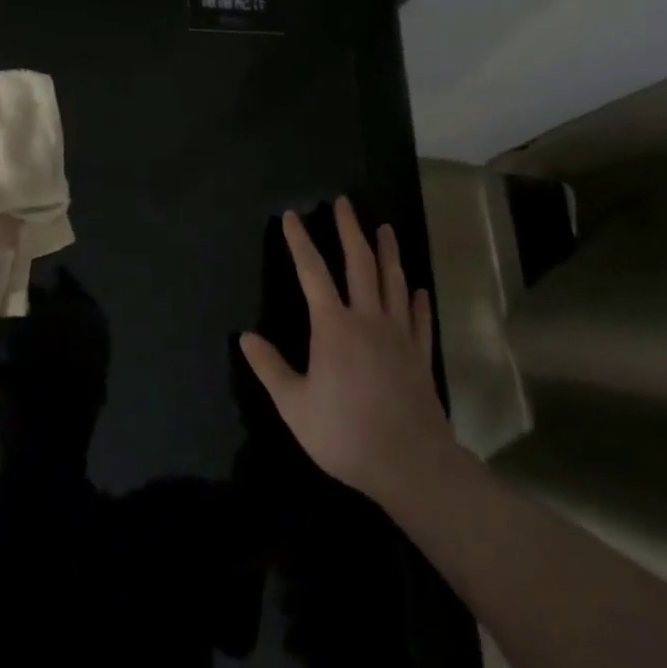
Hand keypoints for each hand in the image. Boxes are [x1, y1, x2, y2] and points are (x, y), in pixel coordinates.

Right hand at [240, 197, 454, 509]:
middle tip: (345, 202)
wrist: (413, 466)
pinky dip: (417, 301)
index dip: (300, 242)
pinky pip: (419, 320)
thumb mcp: (295, 406)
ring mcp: (398, 336)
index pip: (312, 272)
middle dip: (349, 230)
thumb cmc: (347, 433)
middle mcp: (367, 319)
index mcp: (333, 325)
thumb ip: (270, 369)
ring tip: (385, 228)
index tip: (291, 215)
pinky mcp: (421, 357)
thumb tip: (245, 337)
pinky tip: (417, 289)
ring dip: (388, 252)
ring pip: (394, 282)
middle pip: (359, 264)